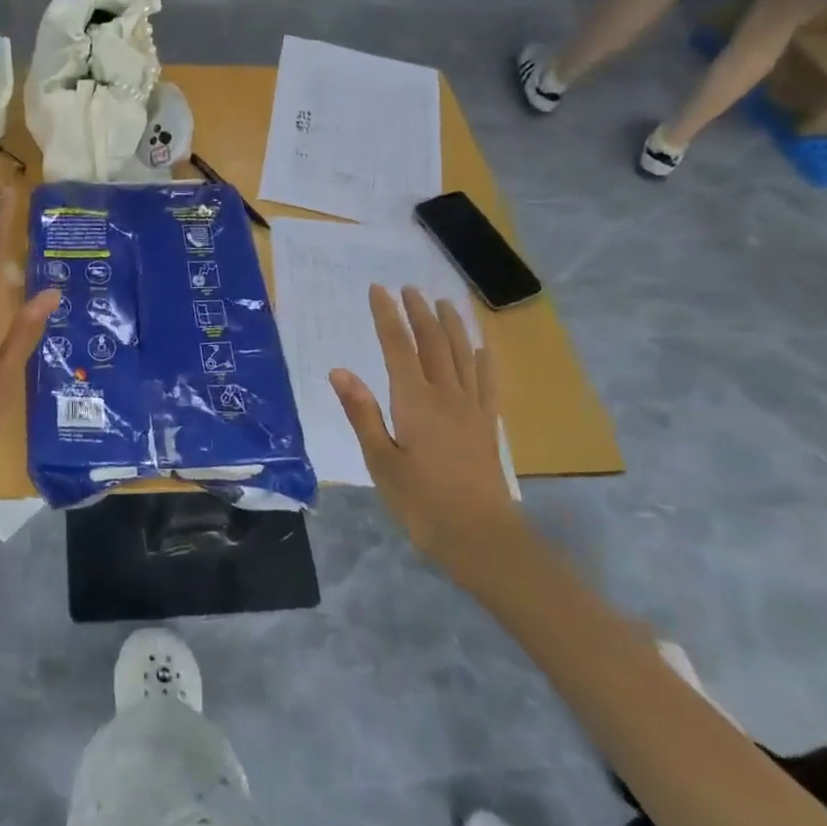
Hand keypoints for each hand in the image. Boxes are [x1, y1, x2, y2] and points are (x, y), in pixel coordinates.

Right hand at [330, 286, 518, 579]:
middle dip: (419, 312)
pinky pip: (486, 382)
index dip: (387, 316)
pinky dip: (483, 360)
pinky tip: (482, 348)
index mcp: (414, 401)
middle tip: (408, 288)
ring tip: (443, 303)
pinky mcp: (487, 425)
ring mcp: (471, 409)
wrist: (480, 537)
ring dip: (451, 325)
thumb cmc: (421, 502)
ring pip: (462, 355)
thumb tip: (339, 371)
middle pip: (433, 343)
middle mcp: (446, 395)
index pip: (398, 346)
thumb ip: (362, 413)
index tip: (378, 290)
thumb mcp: (380, 460)